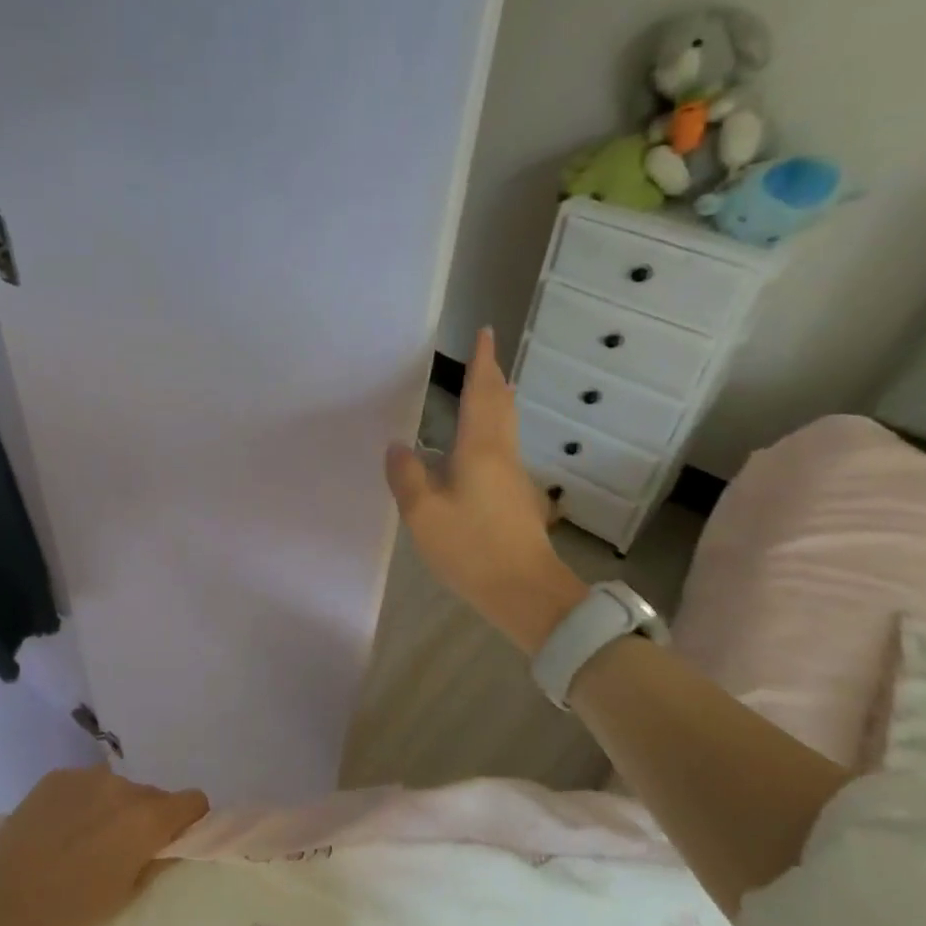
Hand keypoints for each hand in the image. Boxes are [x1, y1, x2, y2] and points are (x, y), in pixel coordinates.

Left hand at [0, 767, 208, 925]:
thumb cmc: (68, 911)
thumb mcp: (127, 896)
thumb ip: (157, 861)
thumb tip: (171, 843)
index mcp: (147, 817)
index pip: (193, 800)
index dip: (190, 821)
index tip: (174, 842)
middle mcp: (123, 785)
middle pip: (153, 795)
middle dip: (148, 818)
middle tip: (123, 852)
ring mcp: (86, 776)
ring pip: (118, 789)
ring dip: (114, 809)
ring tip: (85, 843)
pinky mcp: (56, 776)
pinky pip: (86, 786)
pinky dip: (84, 803)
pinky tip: (60, 832)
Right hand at [386, 328, 588, 652]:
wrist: (526, 592)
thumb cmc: (472, 548)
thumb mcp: (423, 514)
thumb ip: (407, 476)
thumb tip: (398, 446)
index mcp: (480, 449)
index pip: (482, 393)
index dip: (482, 362)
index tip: (486, 333)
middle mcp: (502, 455)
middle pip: (502, 406)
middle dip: (494, 379)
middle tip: (486, 359)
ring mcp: (514, 479)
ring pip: (505, 429)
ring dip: (496, 405)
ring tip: (486, 394)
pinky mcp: (517, 501)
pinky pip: (501, 453)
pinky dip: (491, 435)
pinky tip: (476, 452)